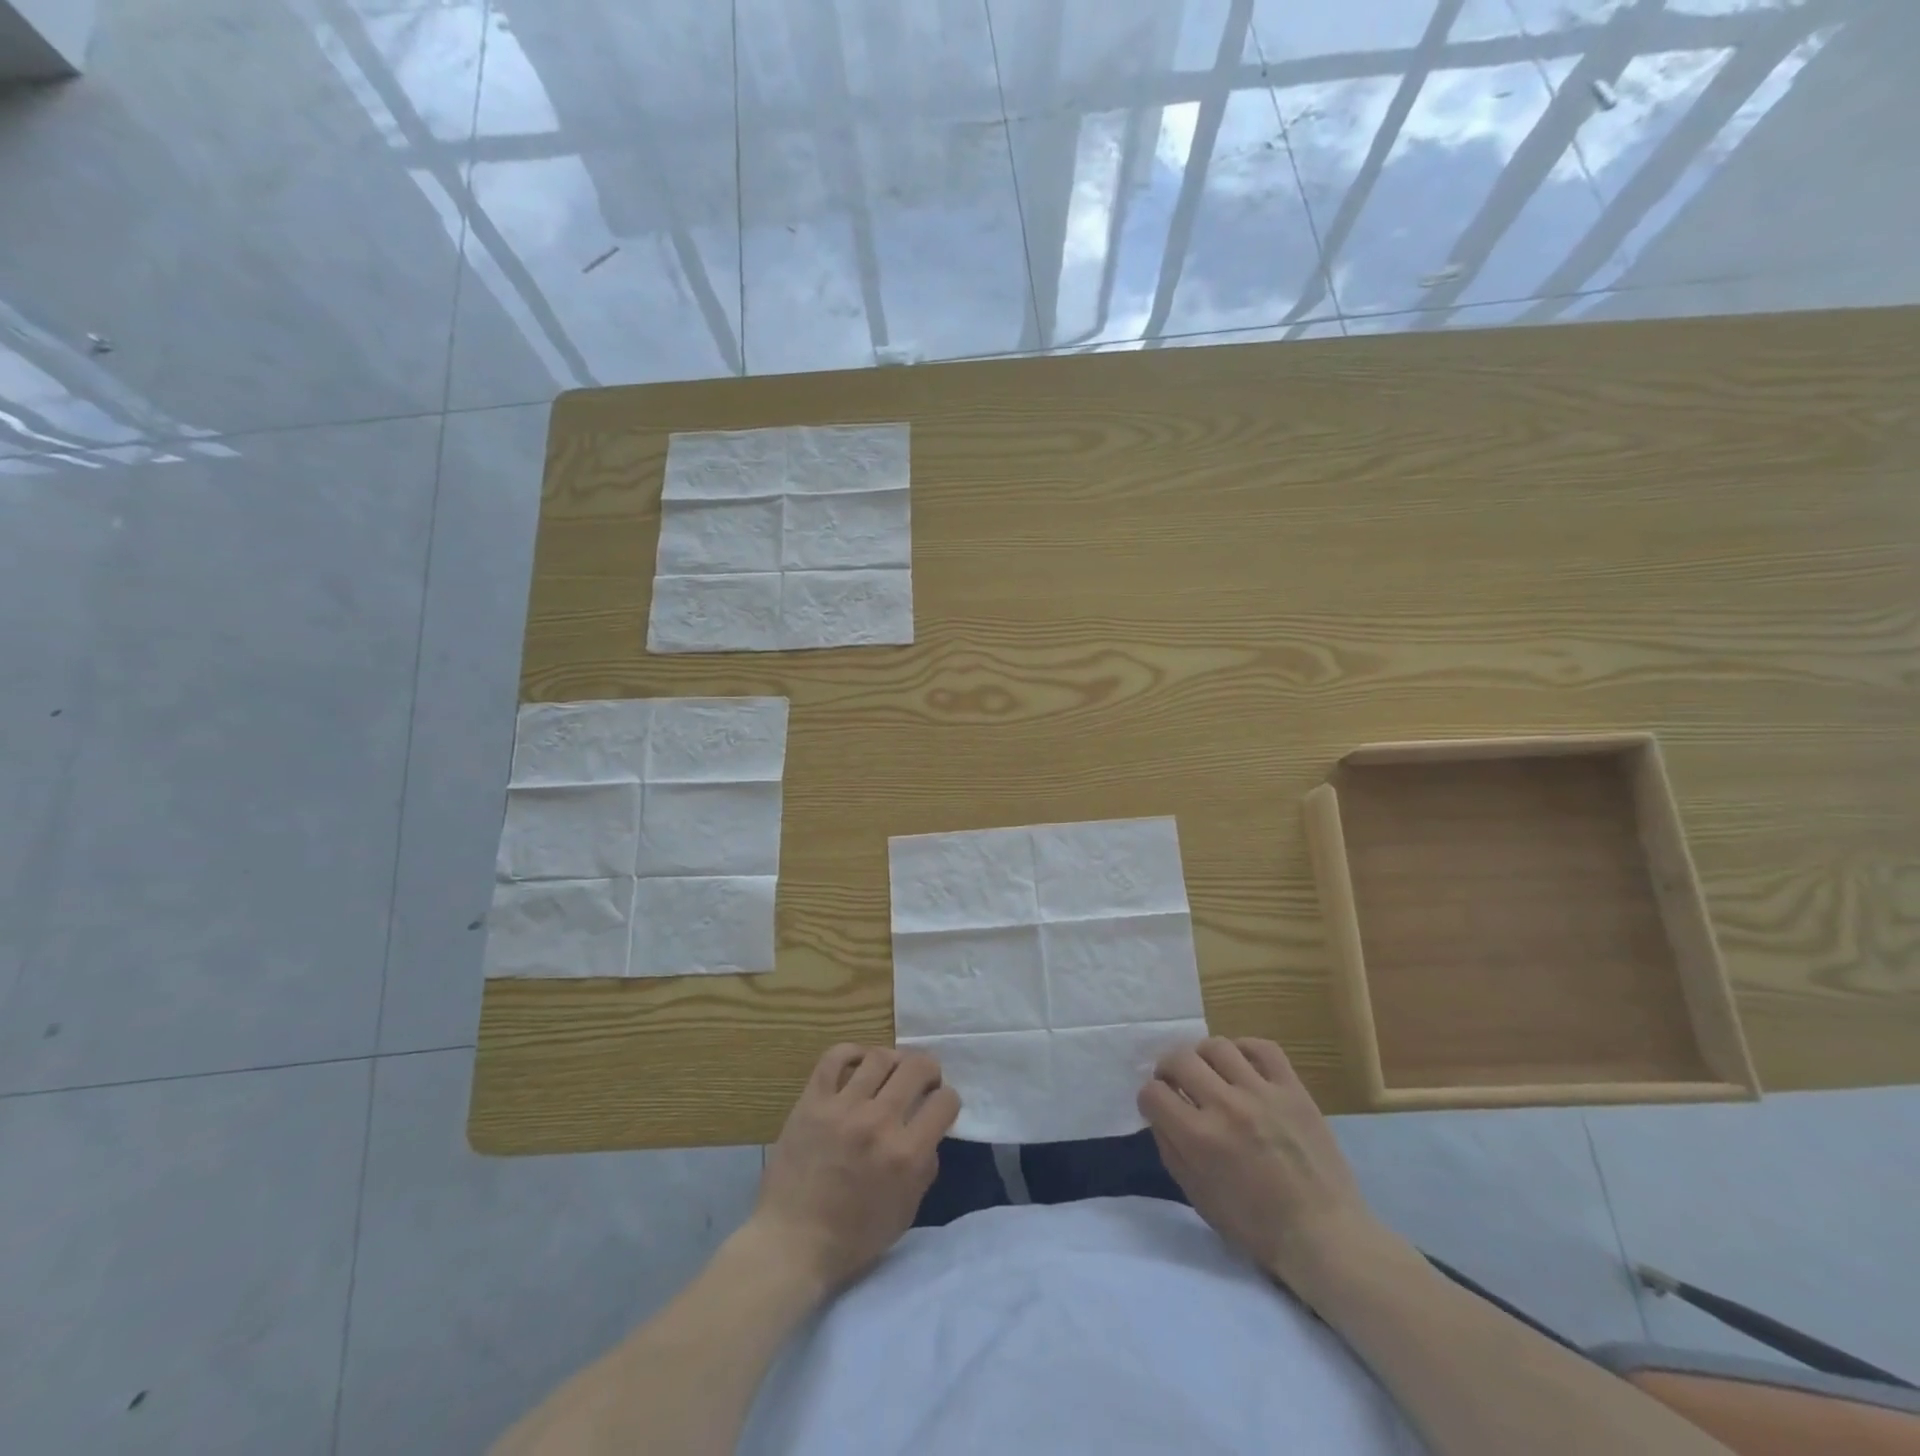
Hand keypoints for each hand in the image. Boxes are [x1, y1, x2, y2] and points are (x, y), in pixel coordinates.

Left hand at [750, 1044, 959, 1294]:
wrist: (792, 1242)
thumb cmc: (852, 1238)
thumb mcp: (905, 1212)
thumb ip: (924, 1168)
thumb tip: (929, 1134)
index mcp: (906, 1155)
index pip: (945, 1101)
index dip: (948, 1100)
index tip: (939, 1106)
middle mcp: (879, 1123)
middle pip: (916, 1067)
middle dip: (928, 1069)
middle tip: (923, 1080)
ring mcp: (843, 1108)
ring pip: (879, 1057)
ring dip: (893, 1060)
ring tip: (891, 1071)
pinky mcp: (812, 1101)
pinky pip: (835, 1058)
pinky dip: (851, 1052)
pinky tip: (858, 1063)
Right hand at [1139, 1037, 1397, 1294]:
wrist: (1324, 1235)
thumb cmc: (1256, 1227)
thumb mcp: (1198, 1197)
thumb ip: (1171, 1150)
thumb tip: (1159, 1115)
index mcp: (1199, 1138)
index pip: (1153, 1093)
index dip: (1149, 1099)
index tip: (1157, 1107)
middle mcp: (1225, 1106)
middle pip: (1180, 1059)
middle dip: (1167, 1069)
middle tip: (1175, 1082)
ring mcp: (1262, 1093)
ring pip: (1217, 1046)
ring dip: (1203, 1056)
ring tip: (1209, 1072)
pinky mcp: (1293, 1090)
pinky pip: (1263, 1048)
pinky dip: (1245, 1049)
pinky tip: (1242, 1064)